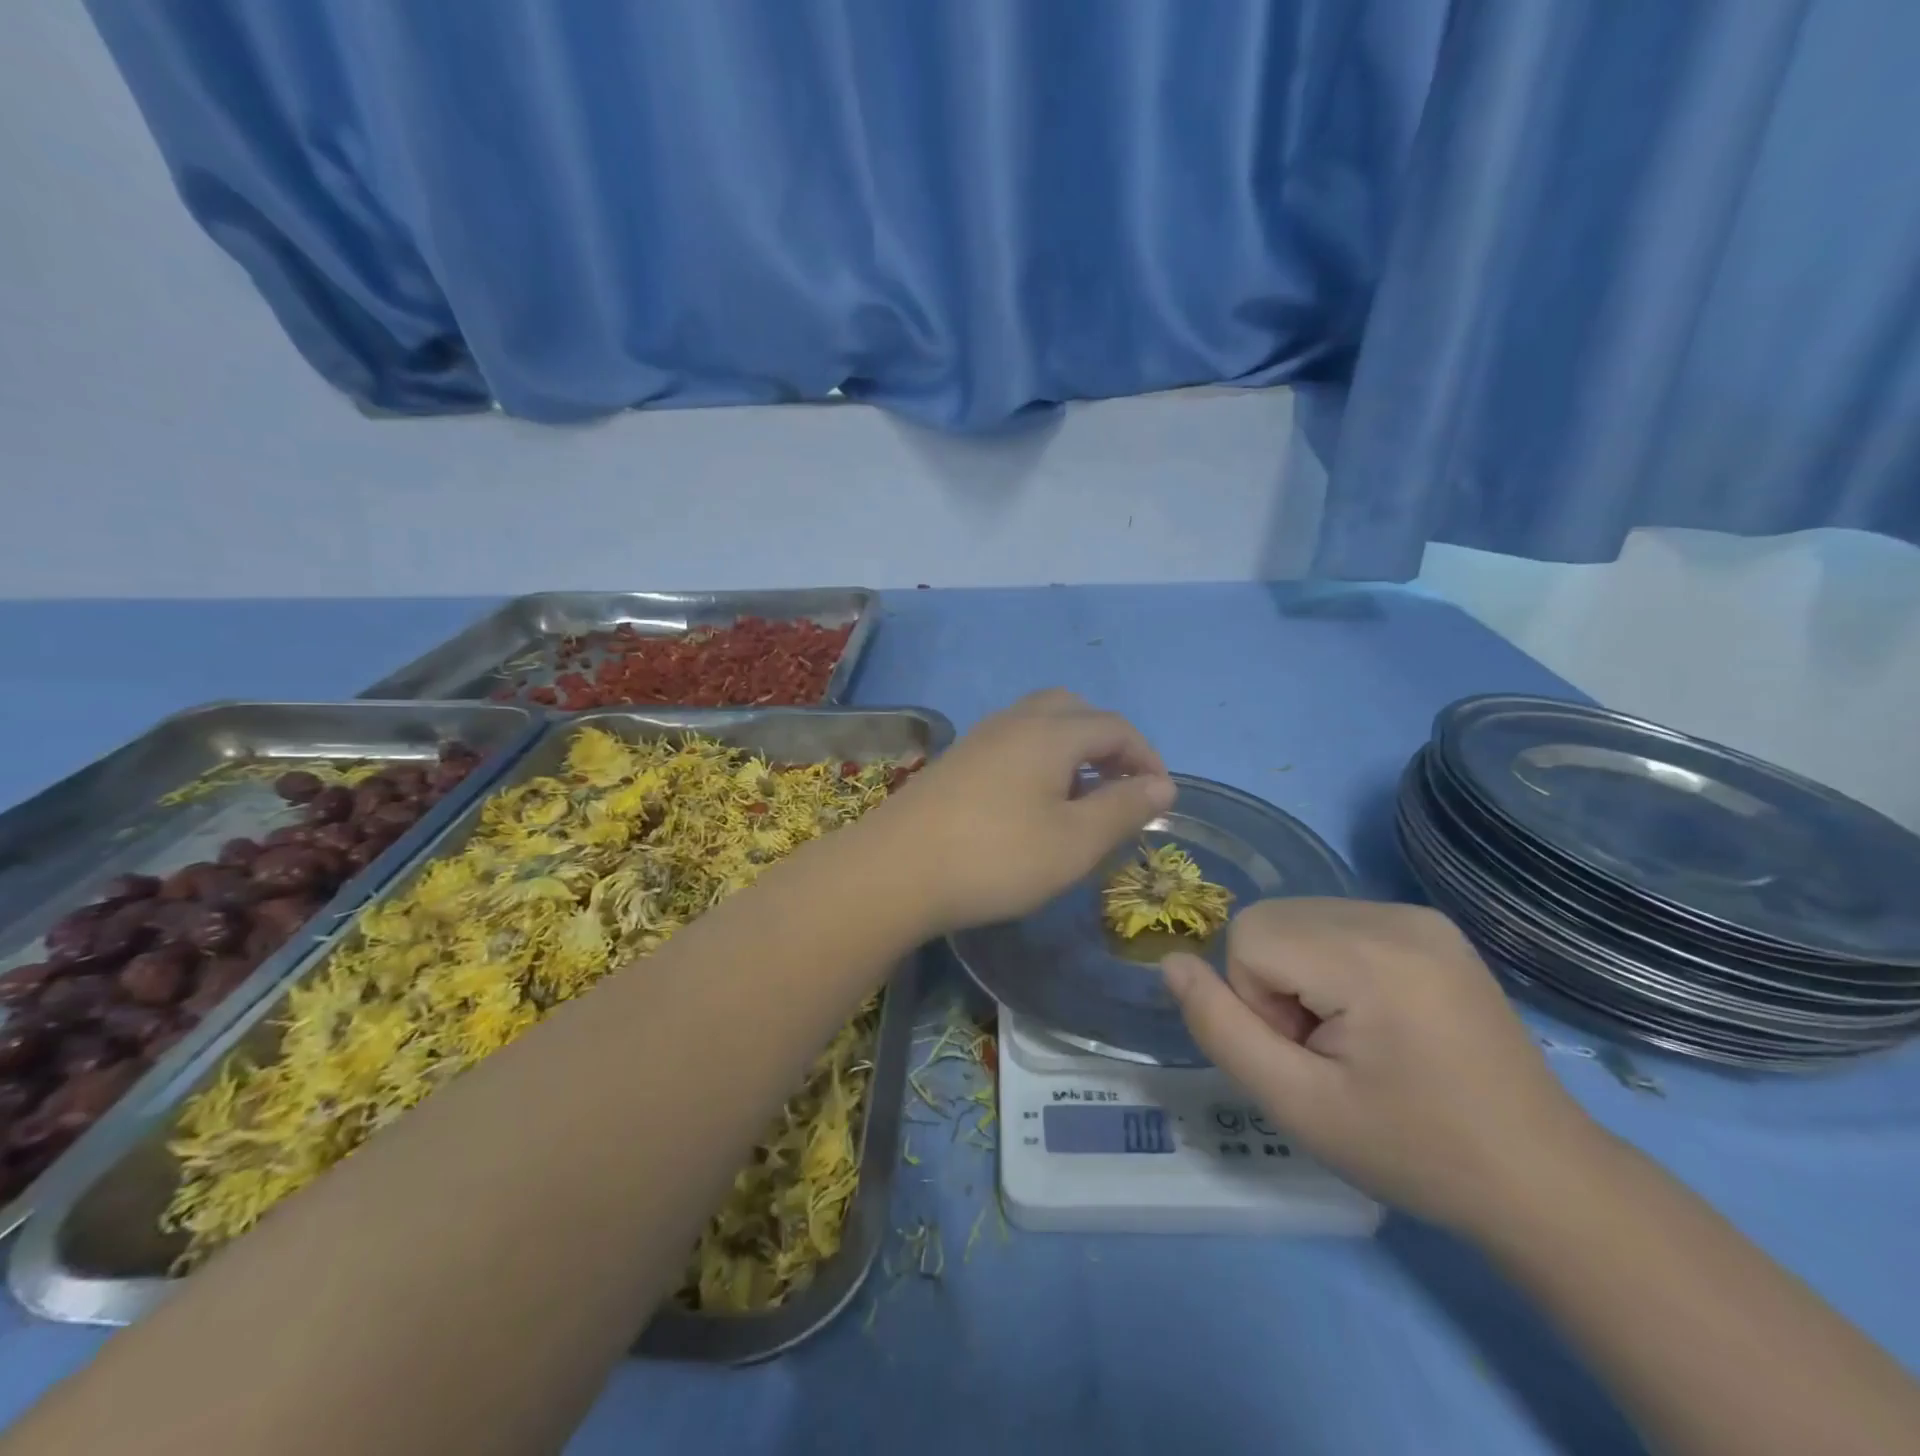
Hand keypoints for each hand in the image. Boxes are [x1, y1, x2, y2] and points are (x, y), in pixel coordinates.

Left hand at [865, 689, 1174, 935]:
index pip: (1114, 727)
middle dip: (1106, 742)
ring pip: (1038, 723)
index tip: (1160, 798)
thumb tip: (1162, 785)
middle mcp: (1014, 721)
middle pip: (1074, 710)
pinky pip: (1011, 742)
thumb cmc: (996, 857)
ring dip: (1070, 748)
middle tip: (1118, 786)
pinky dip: (1038, 758)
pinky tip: (1031, 802)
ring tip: (1079, 796)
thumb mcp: (1074, 842)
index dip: (1146, 757)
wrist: (894, 870)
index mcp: (1051, 732)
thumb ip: (1123, 808)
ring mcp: (978, 738)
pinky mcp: (955, 761)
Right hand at [1162, 898, 1599, 1235]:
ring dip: (1301, 974)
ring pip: (1298, 918)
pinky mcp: (1430, 924)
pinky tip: (1378, 1015)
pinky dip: (1332, 963)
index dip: (1257, 1001)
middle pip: (1271, 921)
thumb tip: (1171, 962)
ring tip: (1356, 1037)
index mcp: (1369, 955)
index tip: (1309, 1055)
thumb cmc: (1413, 1150)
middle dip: (1276, 985)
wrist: (1541, 1176)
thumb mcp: (1297, 1106)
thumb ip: (1219, 1028)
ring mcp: (1418, 914)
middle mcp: (1395, 914)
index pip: (1248, 937)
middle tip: (1330, 1051)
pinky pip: (1336, 922)